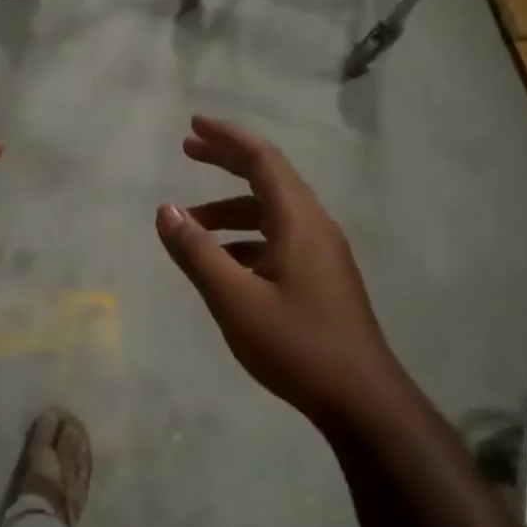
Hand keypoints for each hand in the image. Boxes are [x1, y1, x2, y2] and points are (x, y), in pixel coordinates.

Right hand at [157, 115, 393, 425]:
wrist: (362, 401)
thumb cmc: (297, 345)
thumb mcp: (234, 300)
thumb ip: (197, 253)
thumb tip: (165, 210)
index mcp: (298, 221)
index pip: (262, 160)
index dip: (227, 138)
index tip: (193, 125)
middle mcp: (313, 227)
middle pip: (268, 178)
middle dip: (227, 161)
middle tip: (188, 150)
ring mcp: (321, 254)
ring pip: (270, 213)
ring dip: (230, 209)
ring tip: (190, 224)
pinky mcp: (320, 278)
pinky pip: (277, 240)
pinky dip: (244, 238)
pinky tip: (222, 263)